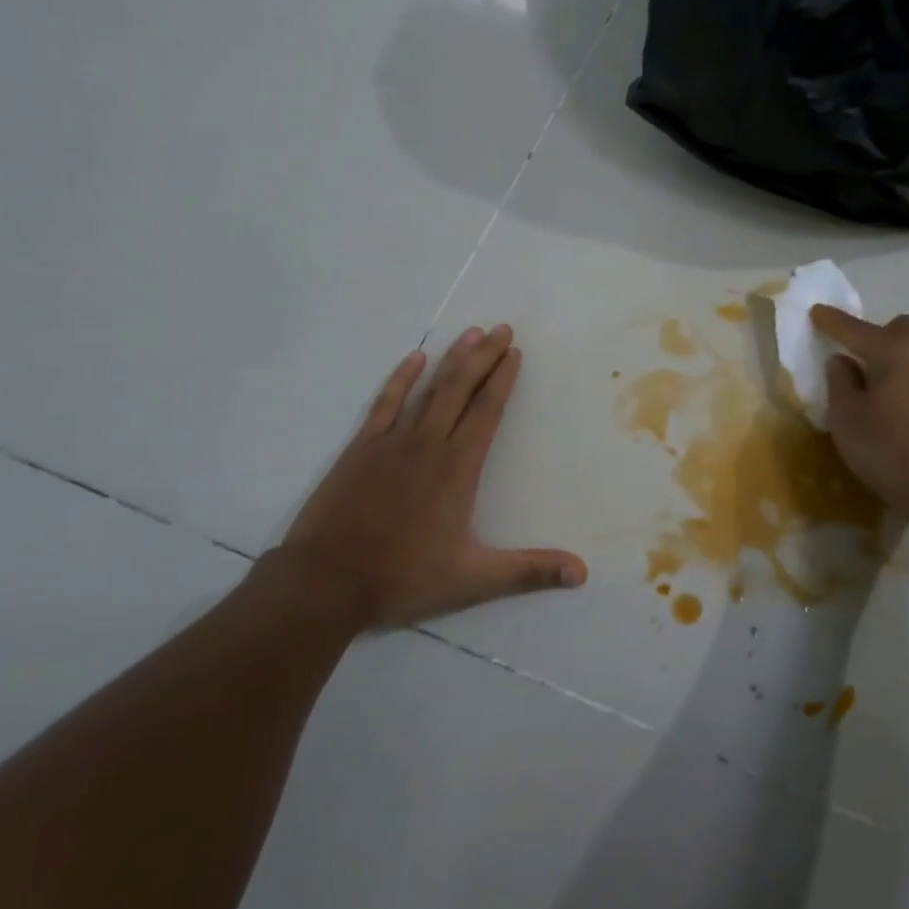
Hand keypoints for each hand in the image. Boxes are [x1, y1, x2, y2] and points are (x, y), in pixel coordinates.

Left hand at [263, 325, 587, 628]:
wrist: (326, 581)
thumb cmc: (403, 577)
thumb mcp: (473, 579)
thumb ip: (529, 571)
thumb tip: (583, 573)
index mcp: (458, 468)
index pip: (487, 411)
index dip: (503, 379)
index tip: (515, 352)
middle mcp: (429, 443)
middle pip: (461, 389)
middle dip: (484, 356)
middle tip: (502, 328)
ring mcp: (392, 441)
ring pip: (429, 389)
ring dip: (451, 359)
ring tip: (471, 333)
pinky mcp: (361, 448)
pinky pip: (385, 403)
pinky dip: (401, 378)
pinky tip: (414, 358)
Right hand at [810, 306, 908, 529]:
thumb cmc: (893, 453)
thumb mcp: (848, 420)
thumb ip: (840, 383)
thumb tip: (843, 361)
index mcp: (897, 350)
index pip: (855, 329)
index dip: (832, 321)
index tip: (816, 311)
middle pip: (896, 328)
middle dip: (873, 336)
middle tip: (855, 362)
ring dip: (895, 355)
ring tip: (877, 385)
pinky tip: (900, 401)